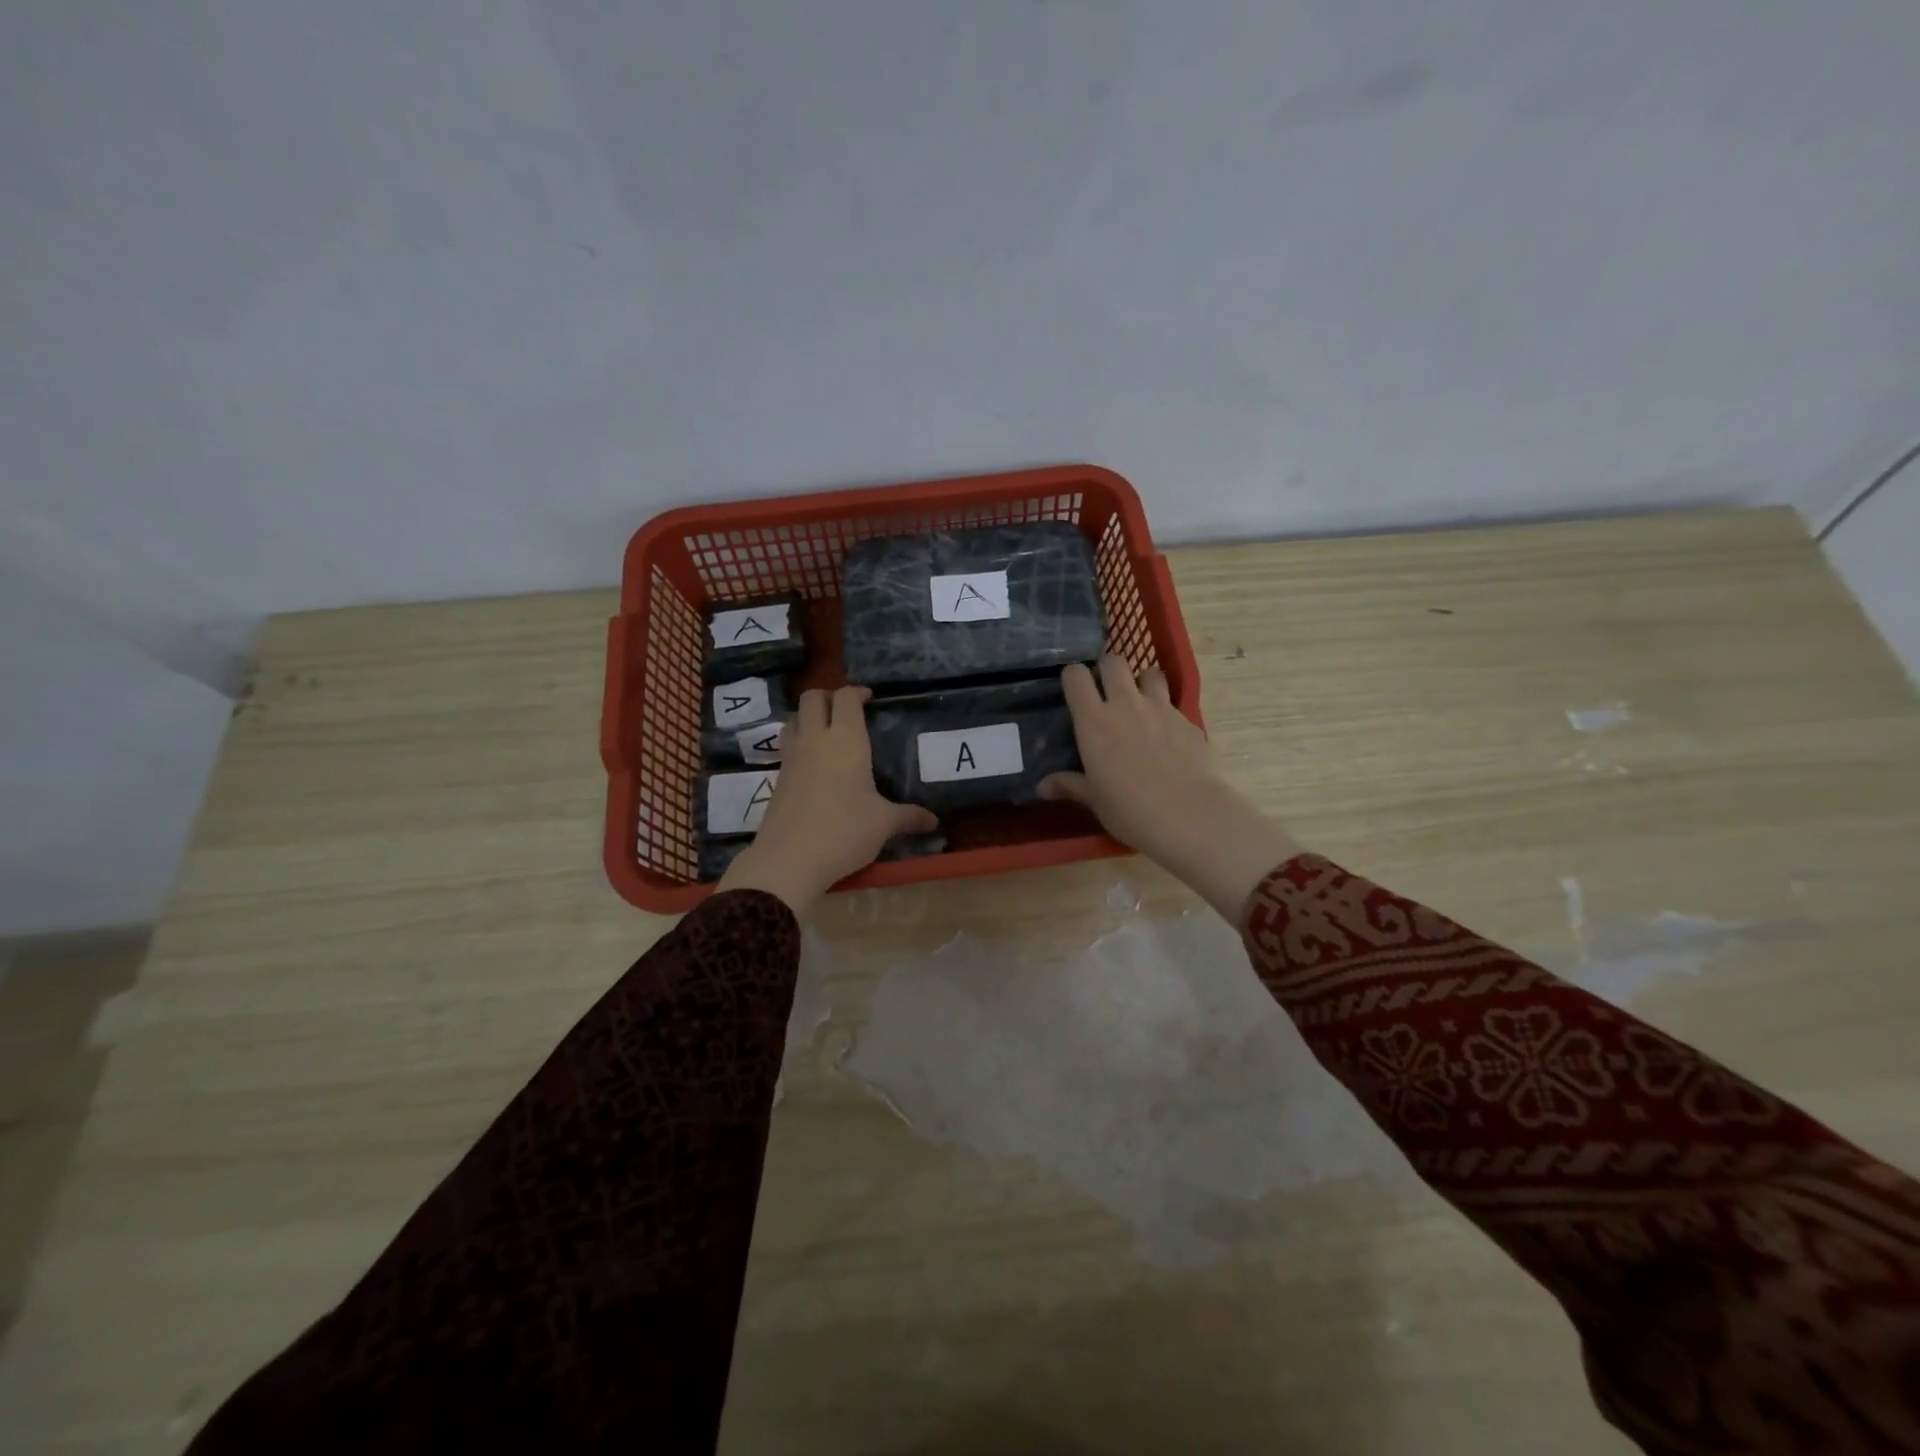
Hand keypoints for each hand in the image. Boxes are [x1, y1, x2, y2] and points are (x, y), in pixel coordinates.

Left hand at [719, 685, 936, 916]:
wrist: (788, 860)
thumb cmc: (844, 831)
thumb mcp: (883, 824)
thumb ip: (909, 817)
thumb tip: (934, 821)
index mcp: (846, 740)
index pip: (846, 697)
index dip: (857, 692)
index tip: (870, 699)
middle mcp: (815, 739)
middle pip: (812, 698)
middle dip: (828, 696)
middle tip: (847, 711)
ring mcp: (791, 757)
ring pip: (793, 719)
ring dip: (808, 717)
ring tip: (826, 733)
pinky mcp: (777, 778)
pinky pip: (787, 746)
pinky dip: (799, 743)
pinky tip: (814, 766)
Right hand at [1040, 655, 1303, 921]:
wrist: (1188, 815)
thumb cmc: (1129, 809)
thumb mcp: (1094, 800)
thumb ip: (1070, 785)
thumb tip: (1042, 787)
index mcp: (1093, 720)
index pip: (1075, 676)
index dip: (1073, 677)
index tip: (1075, 690)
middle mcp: (1125, 704)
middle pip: (1114, 661)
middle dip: (1108, 668)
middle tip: (1107, 690)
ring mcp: (1161, 708)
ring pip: (1150, 673)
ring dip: (1143, 682)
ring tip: (1141, 704)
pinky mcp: (1189, 721)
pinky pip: (1174, 705)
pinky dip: (1168, 714)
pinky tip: (1169, 739)